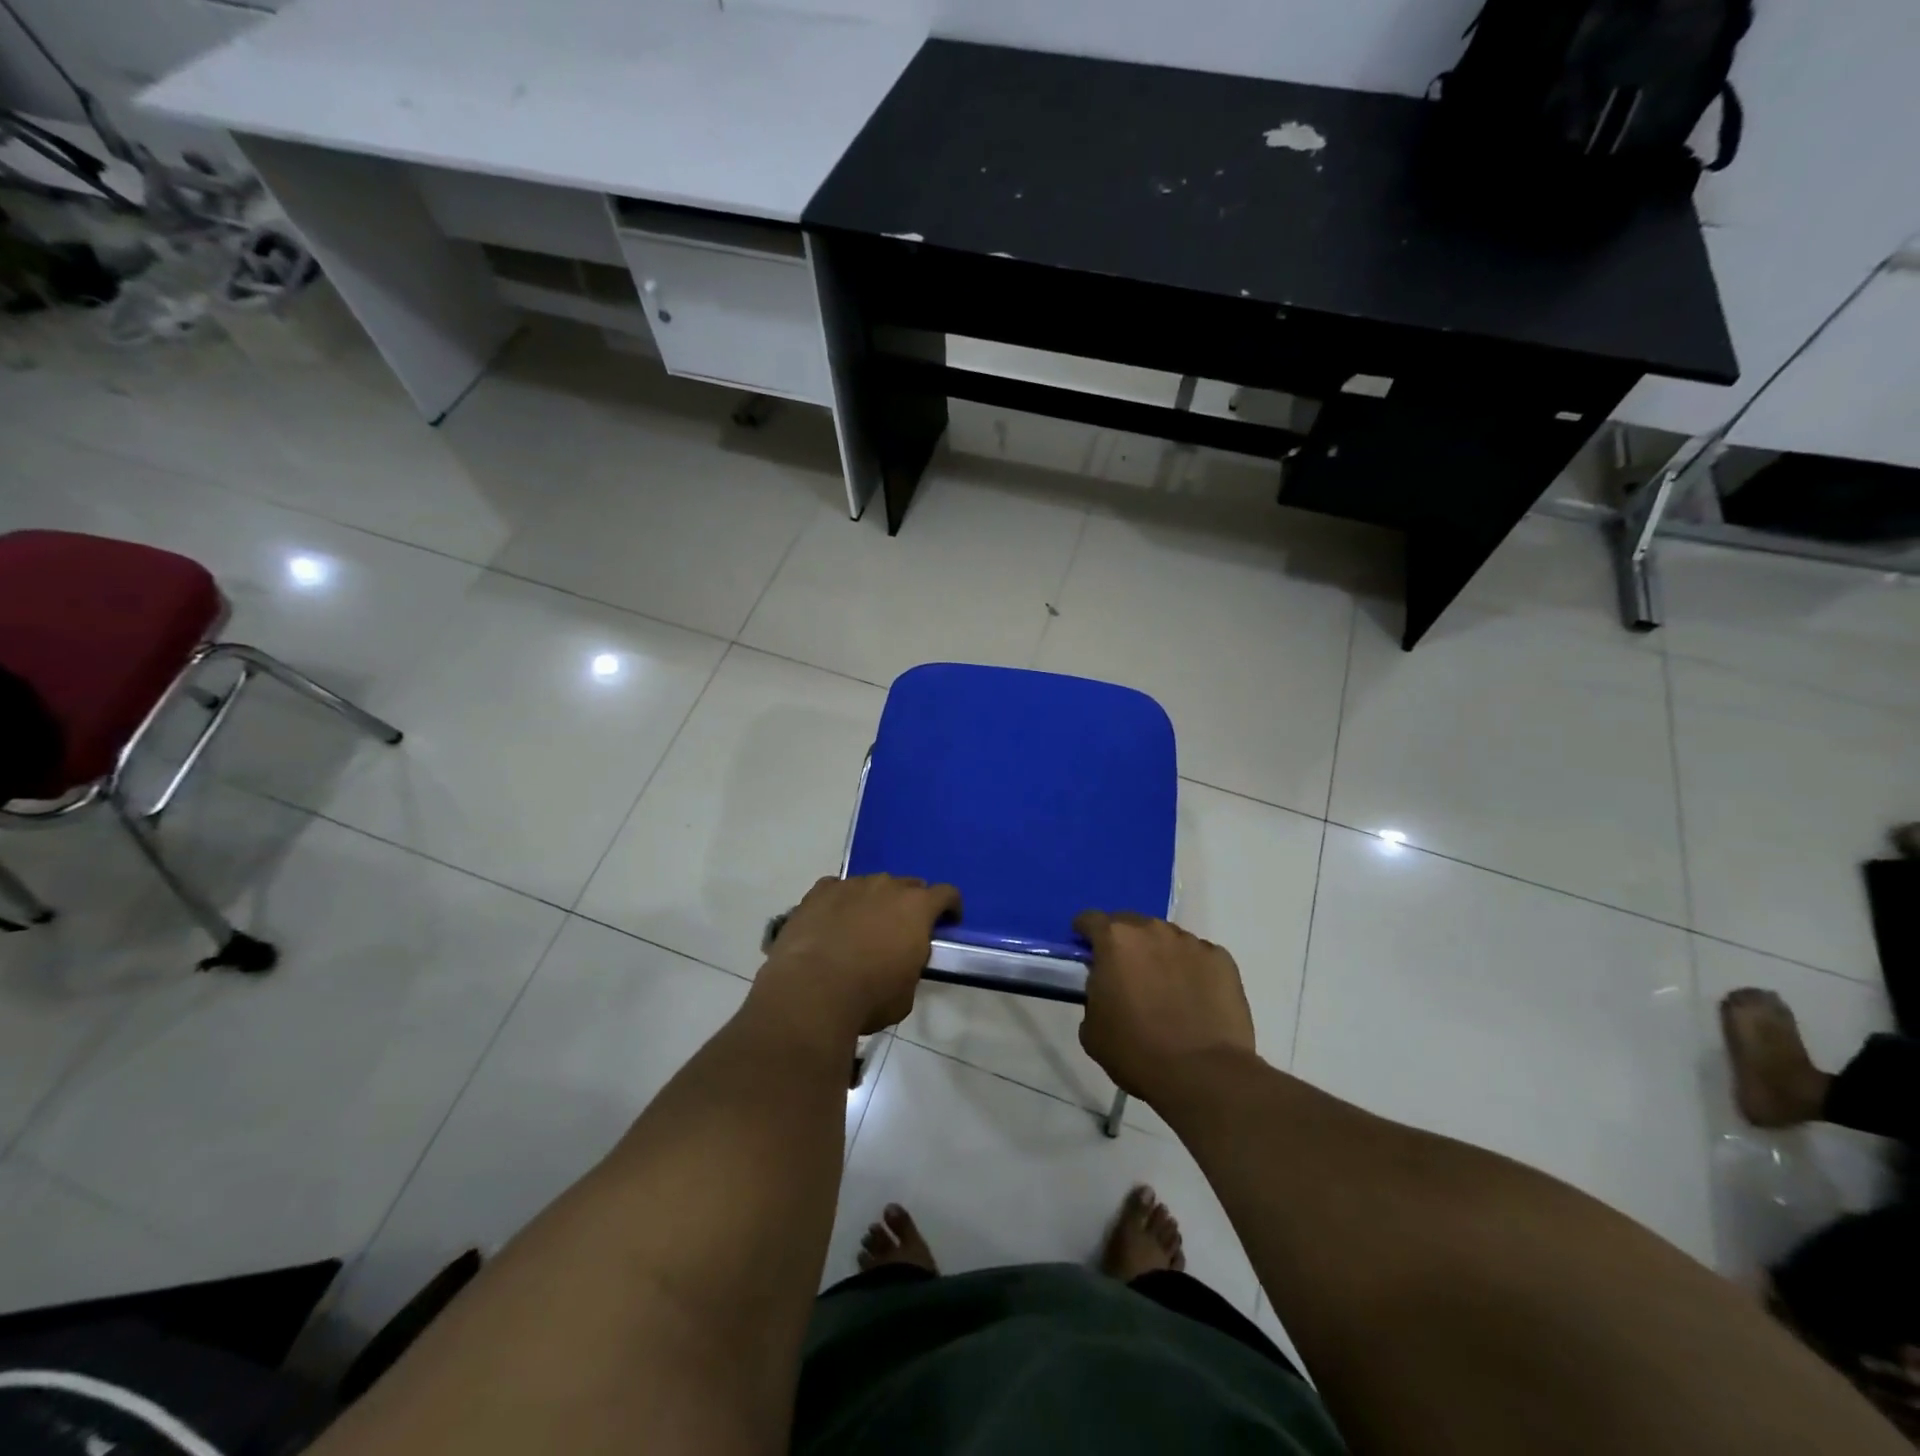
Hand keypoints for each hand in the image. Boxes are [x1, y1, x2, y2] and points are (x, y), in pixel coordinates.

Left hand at [756, 875, 960, 1037]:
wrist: (811, 992)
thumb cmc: (869, 997)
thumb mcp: (907, 992)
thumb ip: (912, 965)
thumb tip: (903, 960)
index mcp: (917, 908)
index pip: (946, 894)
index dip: (950, 907)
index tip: (948, 922)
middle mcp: (886, 886)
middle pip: (908, 885)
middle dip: (910, 903)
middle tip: (902, 929)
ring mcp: (850, 885)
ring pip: (871, 885)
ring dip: (874, 901)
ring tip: (862, 927)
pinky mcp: (819, 892)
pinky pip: (837, 889)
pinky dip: (840, 902)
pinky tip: (832, 921)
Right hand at [1075, 911, 1255, 1102]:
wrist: (1203, 1074)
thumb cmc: (1136, 1051)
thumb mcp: (1092, 1027)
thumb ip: (1094, 992)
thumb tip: (1106, 986)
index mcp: (1115, 940)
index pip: (1090, 920)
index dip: (1084, 933)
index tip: (1086, 950)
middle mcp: (1153, 930)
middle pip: (1131, 924)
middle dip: (1124, 943)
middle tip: (1125, 973)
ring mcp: (1191, 942)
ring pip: (1167, 939)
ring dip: (1159, 955)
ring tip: (1164, 988)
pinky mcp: (1222, 959)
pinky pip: (1198, 957)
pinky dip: (1191, 970)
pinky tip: (1194, 998)